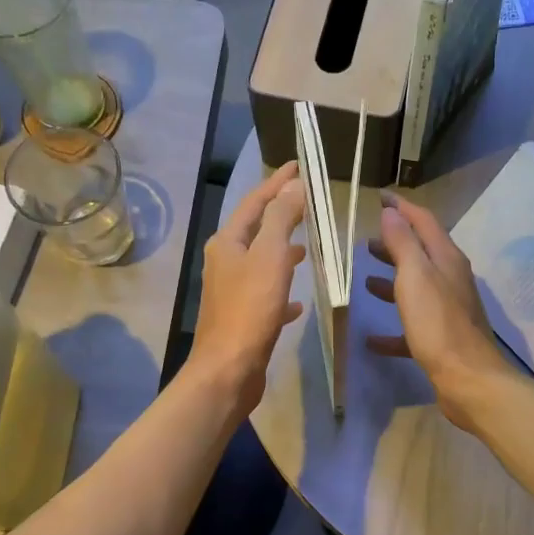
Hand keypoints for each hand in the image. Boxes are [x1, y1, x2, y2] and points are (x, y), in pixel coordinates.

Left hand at [188, 160, 305, 413]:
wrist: (228, 370)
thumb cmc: (250, 310)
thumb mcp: (270, 256)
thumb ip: (281, 218)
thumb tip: (293, 184)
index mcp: (228, 242)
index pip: (255, 202)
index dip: (277, 182)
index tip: (300, 165)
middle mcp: (225, 262)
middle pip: (256, 230)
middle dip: (280, 215)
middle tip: (308, 204)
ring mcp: (231, 292)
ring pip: (260, 263)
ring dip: (281, 252)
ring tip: (306, 249)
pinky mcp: (242, 319)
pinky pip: (265, 296)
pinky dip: (282, 291)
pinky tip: (299, 302)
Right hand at [364, 191, 513, 430]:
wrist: (469, 380)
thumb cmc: (438, 325)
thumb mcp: (415, 277)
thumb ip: (402, 244)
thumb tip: (391, 213)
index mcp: (446, 259)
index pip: (423, 221)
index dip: (401, 208)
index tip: (378, 197)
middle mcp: (450, 280)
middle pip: (421, 254)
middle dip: (394, 244)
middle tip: (366, 243)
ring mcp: (448, 311)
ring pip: (416, 288)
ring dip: (392, 281)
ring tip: (366, 280)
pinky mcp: (441, 340)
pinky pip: (412, 327)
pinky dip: (392, 328)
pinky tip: (371, 338)